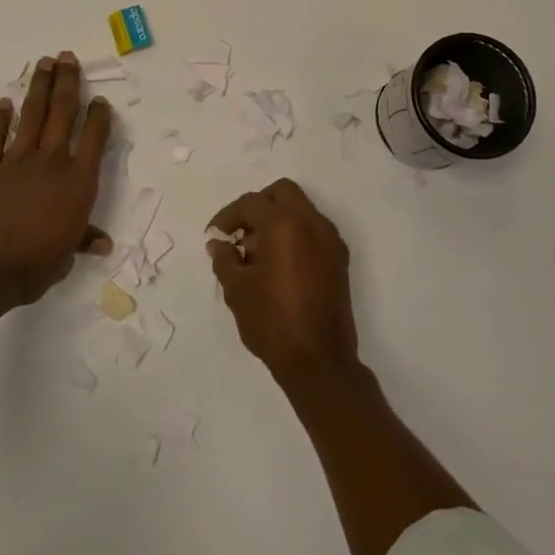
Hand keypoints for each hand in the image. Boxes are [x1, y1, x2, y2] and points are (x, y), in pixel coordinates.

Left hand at [0, 52, 112, 303]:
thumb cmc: (33, 265)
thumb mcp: (65, 255)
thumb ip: (82, 239)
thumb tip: (103, 243)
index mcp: (78, 181)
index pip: (94, 137)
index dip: (99, 115)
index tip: (100, 99)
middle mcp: (51, 161)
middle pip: (62, 112)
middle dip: (67, 82)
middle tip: (68, 57)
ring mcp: (16, 160)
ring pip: (32, 115)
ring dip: (39, 87)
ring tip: (44, 63)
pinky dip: (0, 119)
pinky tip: (6, 103)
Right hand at [206, 179, 358, 387]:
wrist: (319, 361)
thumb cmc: (272, 322)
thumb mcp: (237, 290)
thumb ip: (225, 258)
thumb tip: (219, 243)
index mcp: (284, 225)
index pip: (251, 203)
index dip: (228, 216)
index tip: (214, 236)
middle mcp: (312, 223)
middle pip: (282, 193)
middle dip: (258, 206)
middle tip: (240, 233)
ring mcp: (330, 241)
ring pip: (301, 209)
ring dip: (277, 220)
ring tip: (256, 254)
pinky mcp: (339, 259)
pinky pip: (313, 230)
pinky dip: (294, 234)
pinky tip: (277, 265)